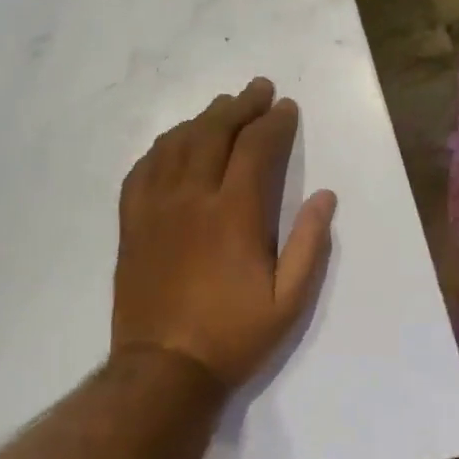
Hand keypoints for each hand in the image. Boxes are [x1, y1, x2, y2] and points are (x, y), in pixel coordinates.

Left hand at [113, 78, 337, 392]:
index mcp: (234, 214)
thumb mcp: (289, 302)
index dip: (274, 122)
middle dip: (240, 105)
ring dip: (203, 118)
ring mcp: (156, 207)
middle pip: (214, 133)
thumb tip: (325, 196)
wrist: (163, 370)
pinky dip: (162, 146)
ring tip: (222, 106)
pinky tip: (175, 141)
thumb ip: (309, 244)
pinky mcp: (132, 222)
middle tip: (258, 89)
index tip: (286, 107)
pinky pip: (143, 168)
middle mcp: (192, 198)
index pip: (255, 148)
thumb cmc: (232, 336)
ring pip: (177, 143)